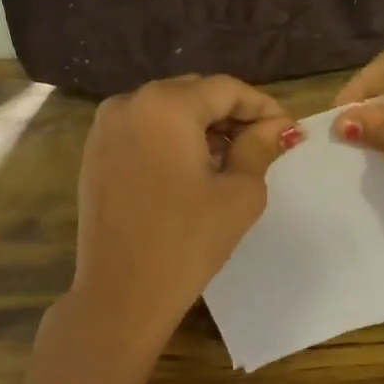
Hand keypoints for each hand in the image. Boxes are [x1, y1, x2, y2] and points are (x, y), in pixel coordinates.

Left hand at [67, 74, 300, 358]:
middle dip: (231, 115)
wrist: (121, 294)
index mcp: (165, 105)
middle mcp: (129, 103)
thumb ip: (260, 148)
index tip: (289, 131)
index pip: (226, 89)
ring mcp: (104, 128)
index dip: (263, 107)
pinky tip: (192, 170)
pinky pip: (143, 131)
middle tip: (264, 145)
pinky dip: (172, 140)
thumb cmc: (187, 241)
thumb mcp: (238, 193)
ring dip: (202, 127)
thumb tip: (279, 127)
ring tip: (231, 159)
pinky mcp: (95, 154)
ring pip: (167, 111)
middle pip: (194, 94)